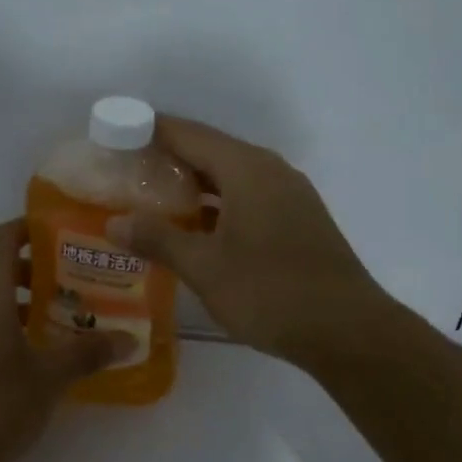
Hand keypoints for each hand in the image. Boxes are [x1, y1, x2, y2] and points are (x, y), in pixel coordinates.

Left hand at [0, 220, 125, 461]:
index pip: (2, 237)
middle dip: (35, 270)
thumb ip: (89, 353)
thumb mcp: (50, 378)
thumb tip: (130, 339)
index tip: (61, 233)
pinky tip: (30, 357)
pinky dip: (3, 326)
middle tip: (75, 283)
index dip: (28, 227)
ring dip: (20, 301)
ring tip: (59, 320)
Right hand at [106, 116, 384, 367]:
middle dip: (168, 158)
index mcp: (247, 169)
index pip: (189, 134)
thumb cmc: (270, 292)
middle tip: (126, 173)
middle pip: (211, 150)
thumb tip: (114, 223)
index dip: (150, 130)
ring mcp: (290, 195)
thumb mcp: (205, 267)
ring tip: (152, 200)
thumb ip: (158, 239)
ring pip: (232, 176)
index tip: (115, 135)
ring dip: (194, 184)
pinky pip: (249, 197)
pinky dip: (218, 203)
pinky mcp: (299, 220)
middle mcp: (271, 171)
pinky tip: (196, 227)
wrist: (348, 331)